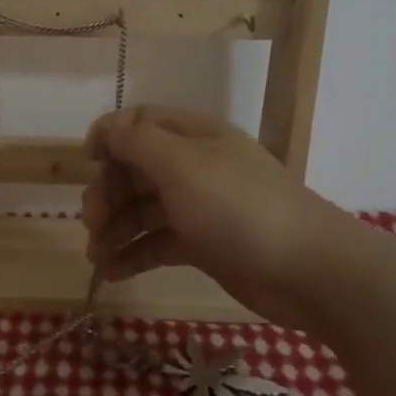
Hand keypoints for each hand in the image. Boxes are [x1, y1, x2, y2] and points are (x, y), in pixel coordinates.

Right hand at [80, 106, 360, 325]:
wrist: (308, 271)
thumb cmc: (238, 208)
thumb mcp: (181, 164)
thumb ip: (137, 141)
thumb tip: (106, 129)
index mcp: (193, 136)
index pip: (139, 123)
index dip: (109, 137)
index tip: (87, 163)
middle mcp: (195, 167)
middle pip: (136, 169)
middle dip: (108, 192)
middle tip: (92, 223)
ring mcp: (200, 207)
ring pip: (144, 209)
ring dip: (115, 228)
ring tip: (95, 257)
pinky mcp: (205, 245)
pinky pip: (158, 242)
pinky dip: (133, 255)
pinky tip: (111, 272)